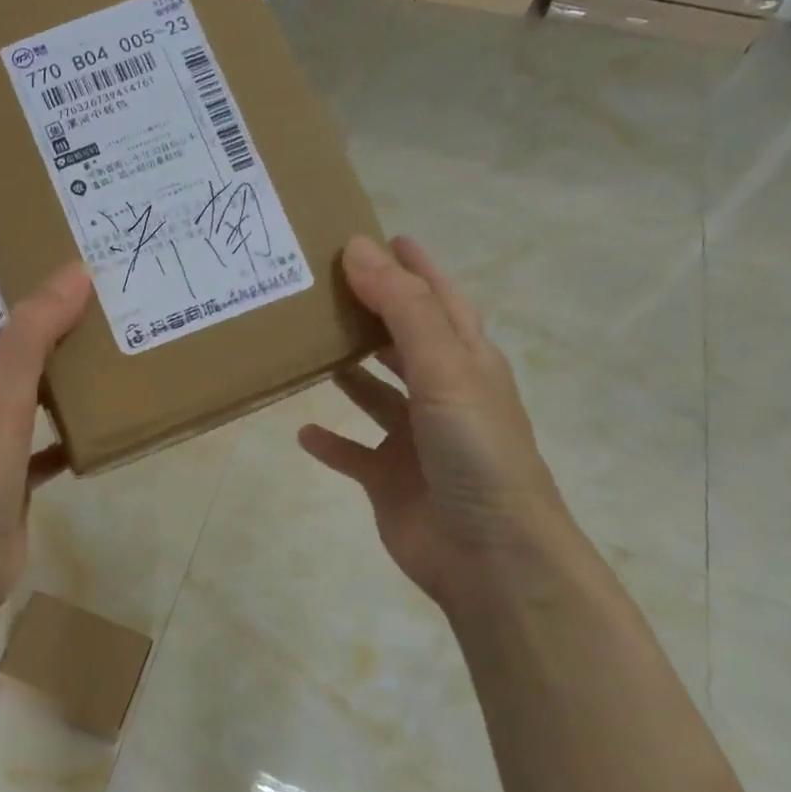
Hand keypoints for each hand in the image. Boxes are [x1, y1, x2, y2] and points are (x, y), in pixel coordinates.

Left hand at [0, 240, 91, 617]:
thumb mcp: (3, 396)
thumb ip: (33, 336)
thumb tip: (71, 274)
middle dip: (28, 312)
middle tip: (77, 284)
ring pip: (25, 391)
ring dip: (54, 369)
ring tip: (99, 342)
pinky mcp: (12, 477)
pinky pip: (44, 442)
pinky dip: (67, 431)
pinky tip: (99, 423)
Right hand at [299, 235, 574, 616]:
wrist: (489, 554)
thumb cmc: (475, 451)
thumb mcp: (445, 368)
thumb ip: (401, 309)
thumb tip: (358, 248)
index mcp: (467, 362)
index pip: (438, 300)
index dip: (413, 268)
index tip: (380, 236)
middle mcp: (443, 395)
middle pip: (404, 342)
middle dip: (372, 314)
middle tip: (323, 287)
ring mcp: (416, 440)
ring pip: (376, 395)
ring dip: (349, 374)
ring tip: (307, 347)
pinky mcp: (390, 479)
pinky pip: (353, 453)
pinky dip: (331, 442)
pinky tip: (301, 432)